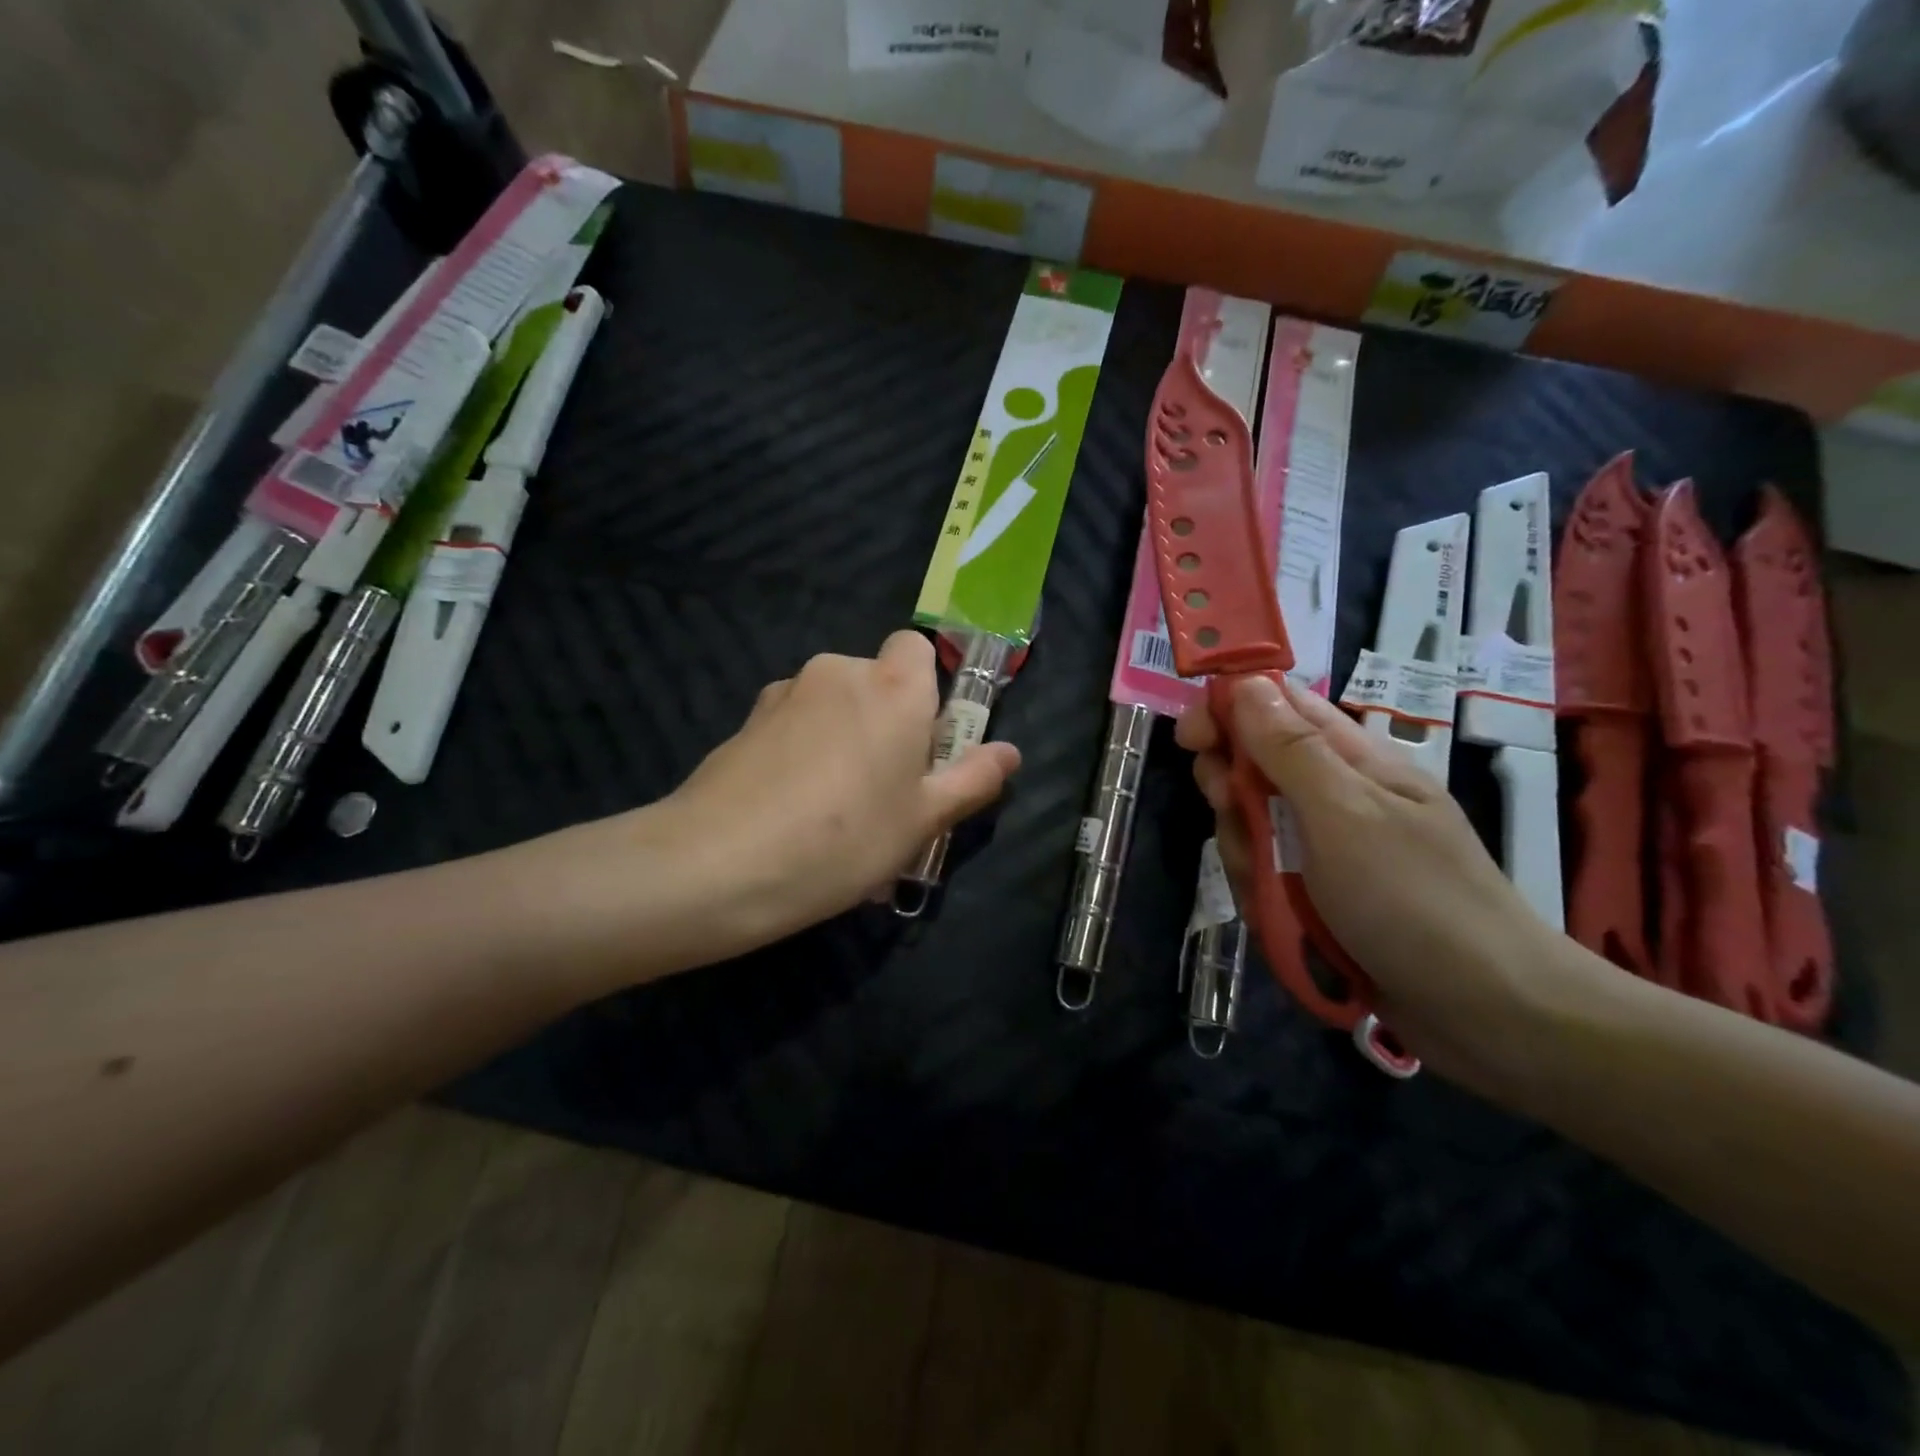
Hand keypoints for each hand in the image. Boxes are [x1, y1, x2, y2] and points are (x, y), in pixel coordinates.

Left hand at [550, 631, 1015, 972]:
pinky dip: (802, 751)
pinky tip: (792, 809)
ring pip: (831, 706)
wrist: (720, 863)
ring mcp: (785, 692)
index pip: (917, 647)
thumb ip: (972, 779)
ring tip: (833, 812)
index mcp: (893, 687)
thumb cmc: (846, 839)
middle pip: (875, 681)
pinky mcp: (746, 720)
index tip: (923, 744)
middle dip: (885, 723)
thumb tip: (1010, 753)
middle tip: (884, 792)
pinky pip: (793, 726)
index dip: (926, 690)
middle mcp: (839, 672)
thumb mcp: (924, 820)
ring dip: (842, 739)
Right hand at [1177, 676, 1587, 1093]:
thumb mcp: (1345, 814)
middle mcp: (1335, 795)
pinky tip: (1280, 921)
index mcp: (1353, 759)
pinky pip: (1266, 876)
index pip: (1277, 705)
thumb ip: (1290, 750)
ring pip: (1252, 827)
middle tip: (1233, 814)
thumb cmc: (1415, 899)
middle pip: (1254, 767)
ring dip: (1245, 853)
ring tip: (1269, 890)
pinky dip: (1261, 895)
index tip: (1192, 739)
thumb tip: (1245, 683)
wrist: (1485, 1014)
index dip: (1227, 708)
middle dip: (1231, 791)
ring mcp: (1326, 849)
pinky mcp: (1318, 895)